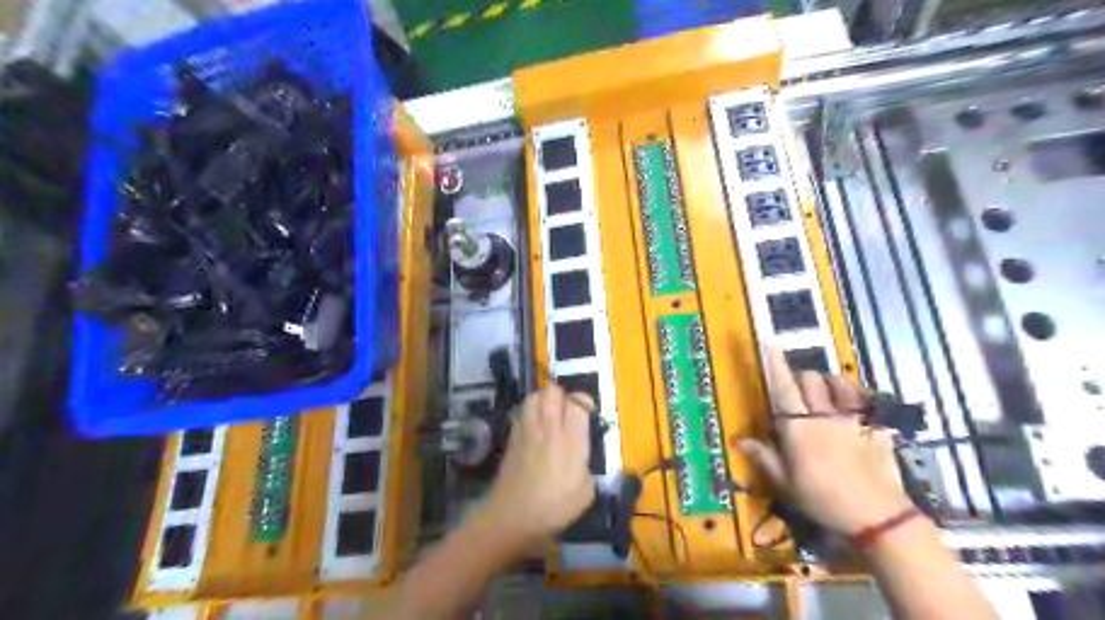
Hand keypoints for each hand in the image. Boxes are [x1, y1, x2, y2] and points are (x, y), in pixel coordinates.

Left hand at [476, 382, 596, 551]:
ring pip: (533, 396)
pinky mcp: (512, 437)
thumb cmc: (554, 508)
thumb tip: (582, 458)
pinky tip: (534, 428)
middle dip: (561, 394)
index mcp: (571, 440)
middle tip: (567, 409)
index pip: (577, 403)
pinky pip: (521, 412)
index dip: (584, 401)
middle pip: (552, 391)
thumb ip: (587, 466)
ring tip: (549, 414)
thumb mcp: (585, 493)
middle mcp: (549, 428)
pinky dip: (529, 412)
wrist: (513, 517)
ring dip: (543, 399)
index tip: (587, 412)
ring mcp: (527, 430)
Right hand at [737, 350, 909, 531]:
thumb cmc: (822, 499)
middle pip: (809, 379)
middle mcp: (823, 414)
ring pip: (836, 382)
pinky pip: (863, 398)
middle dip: (799, 379)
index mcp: (798, 427)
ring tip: (823, 393)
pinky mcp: (875, 426)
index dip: (775, 363)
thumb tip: (738, 439)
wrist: (877, 517)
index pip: (783, 387)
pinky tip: (851, 403)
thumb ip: (763, 456)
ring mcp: (852, 418)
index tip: (768, 341)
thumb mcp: (786, 483)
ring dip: (825, 382)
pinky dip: (853, 394)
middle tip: (795, 395)